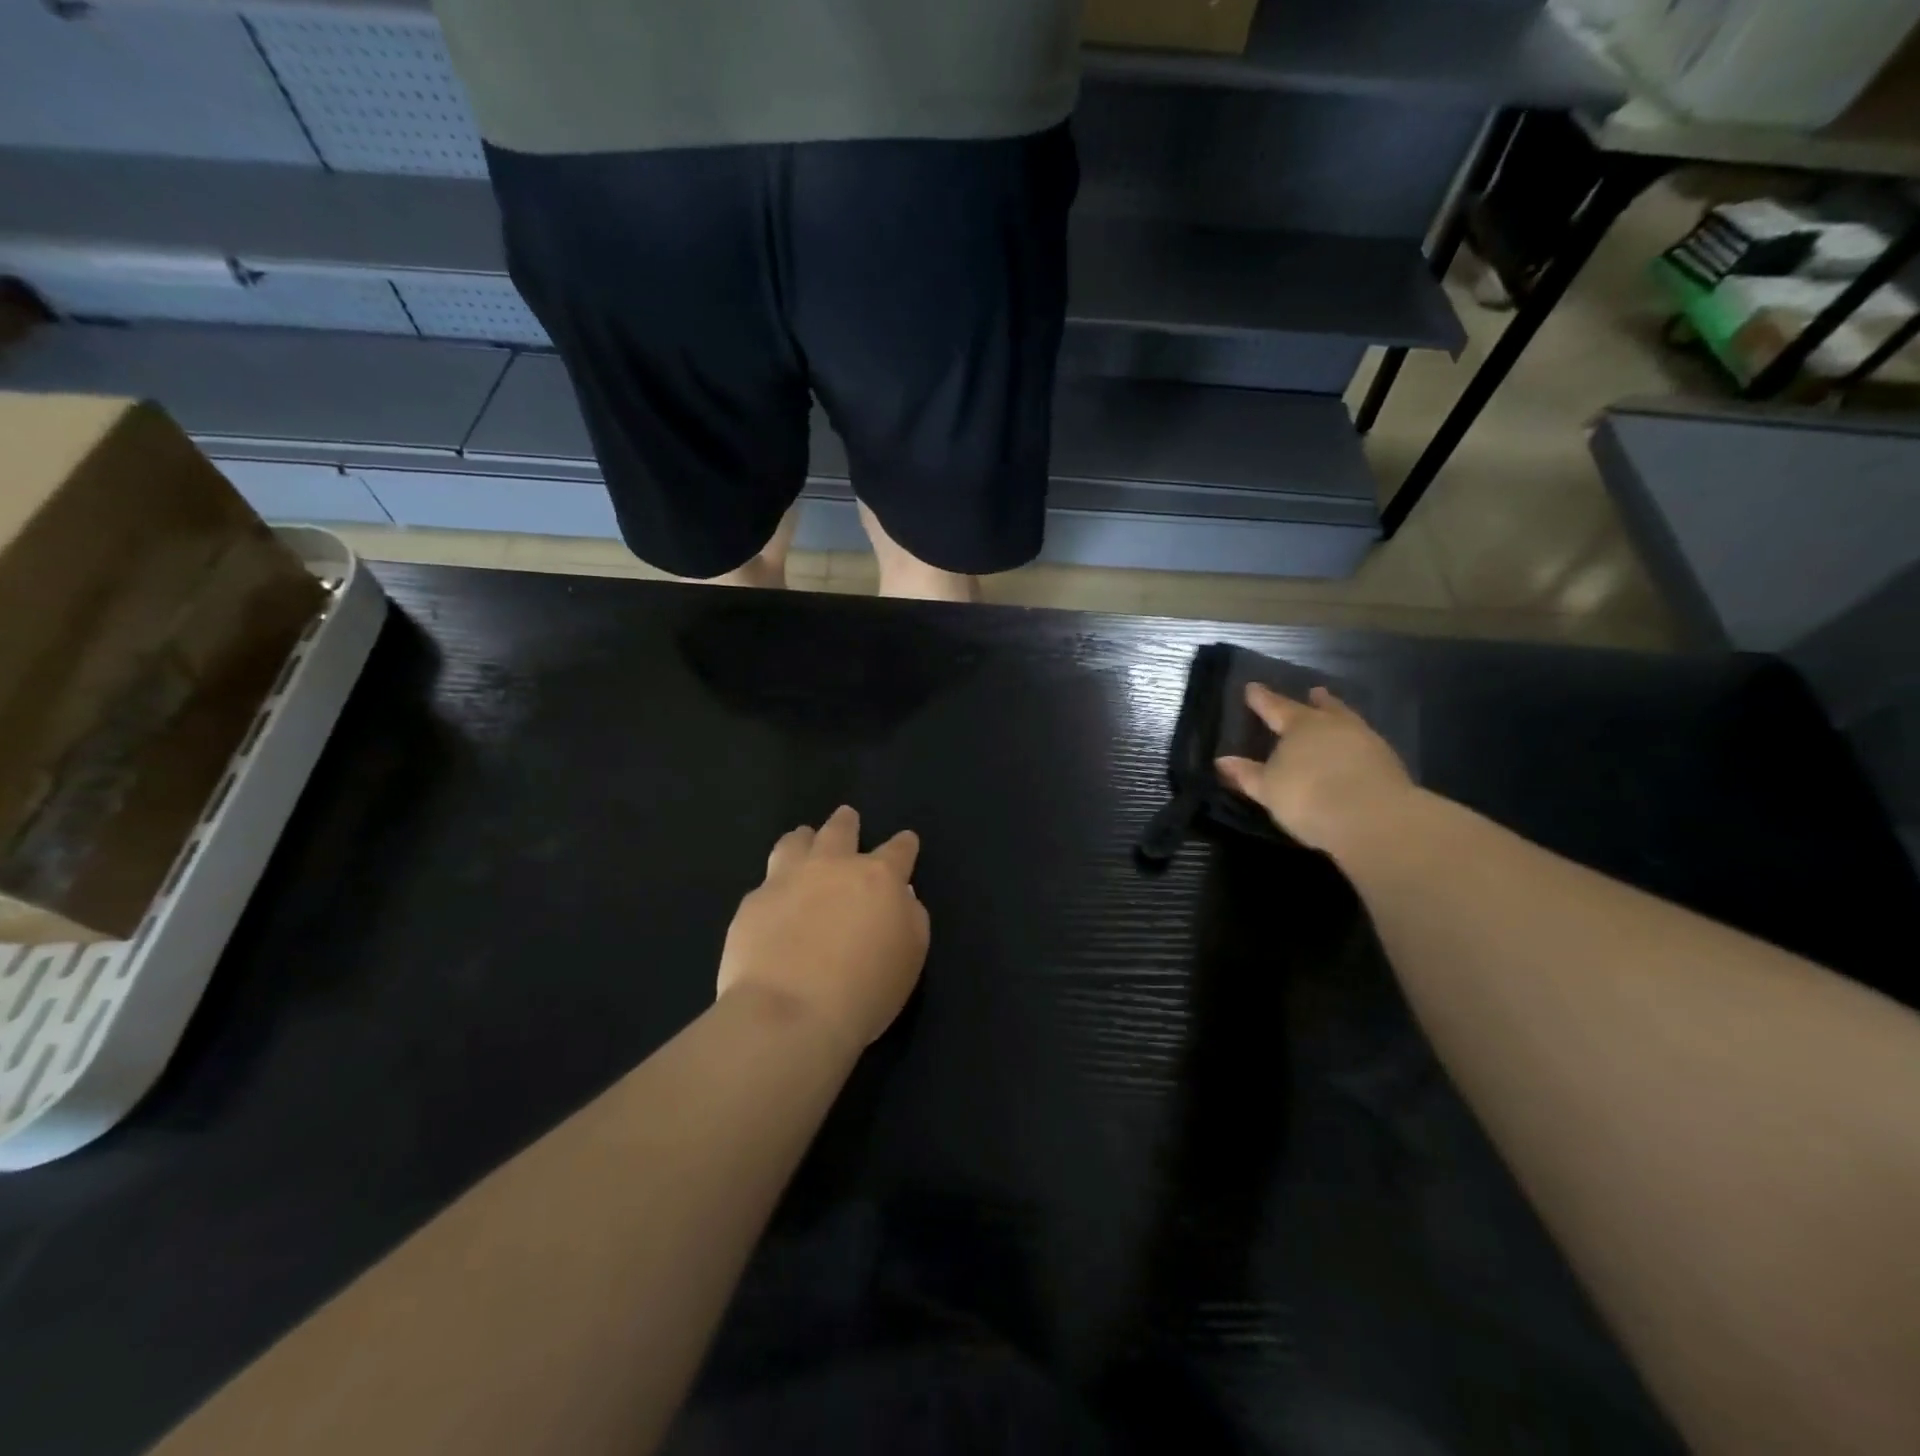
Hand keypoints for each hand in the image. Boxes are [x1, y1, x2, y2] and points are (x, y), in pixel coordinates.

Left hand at [717, 806, 929, 1051]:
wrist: (790, 1014)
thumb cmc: (865, 991)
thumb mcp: (910, 958)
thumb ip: (910, 919)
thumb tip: (901, 898)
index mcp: (878, 878)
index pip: (898, 850)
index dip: (904, 844)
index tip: (906, 840)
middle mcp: (833, 867)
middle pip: (840, 831)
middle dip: (846, 823)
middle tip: (847, 817)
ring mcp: (787, 880)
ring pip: (795, 843)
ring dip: (804, 839)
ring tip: (803, 839)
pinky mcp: (753, 902)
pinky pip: (765, 882)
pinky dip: (775, 884)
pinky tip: (773, 899)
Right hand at [1215, 684, 1414, 854]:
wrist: (1373, 819)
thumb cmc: (1308, 796)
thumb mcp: (1268, 788)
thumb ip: (1246, 774)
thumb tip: (1222, 761)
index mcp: (1300, 726)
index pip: (1276, 707)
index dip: (1262, 699)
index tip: (1252, 687)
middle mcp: (1334, 726)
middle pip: (1323, 708)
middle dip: (1315, 702)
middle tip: (1314, 692)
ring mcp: (1366, 741)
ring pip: (1348, 722)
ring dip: (1339, 717)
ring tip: (1334, 717)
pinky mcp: (1389, 763)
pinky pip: (1365, 744)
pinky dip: (1355, 743)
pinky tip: (1353, 751)